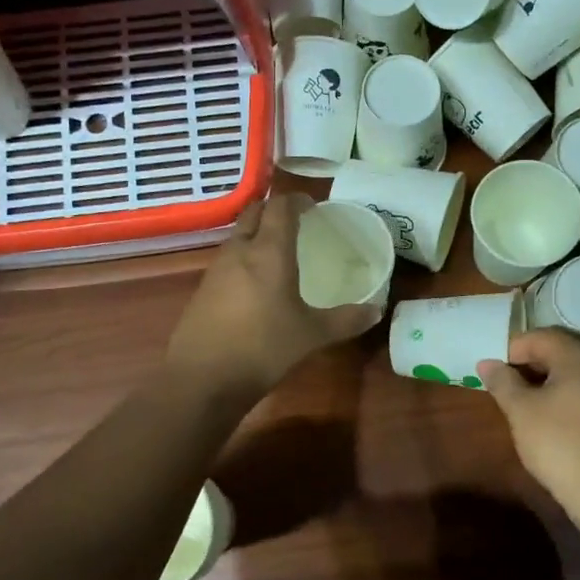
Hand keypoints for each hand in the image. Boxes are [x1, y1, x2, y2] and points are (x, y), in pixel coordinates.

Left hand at [167, 194, 380, 405]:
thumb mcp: (312, 335)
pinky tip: (256, 284)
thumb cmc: (263, 348)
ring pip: (238, 236)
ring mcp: (216, 269)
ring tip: (278, 251)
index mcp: (269, 252)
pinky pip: (227, 260)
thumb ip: (345, 320)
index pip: (281, 207)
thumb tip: (376, 311)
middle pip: (254, 213)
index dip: (297, 200)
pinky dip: (244, 259)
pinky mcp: (203, 290)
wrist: (203, 378)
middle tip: (296, 222)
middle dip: (274, 210)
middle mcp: (240, 251)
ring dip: (257, 234)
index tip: (313, 207)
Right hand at [480, 330, 579, 528]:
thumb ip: (502, 381)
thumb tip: (486, 362)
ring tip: (515, 400)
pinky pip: (578, 389)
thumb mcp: (521, 410)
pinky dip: (556, 394)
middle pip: (555, 350)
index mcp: (577, 356)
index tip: (490, 370)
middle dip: (524, 363)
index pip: (538, 337)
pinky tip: (541, 415)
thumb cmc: (558, 443)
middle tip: (499, 384)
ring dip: (539, 380)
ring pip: (567, 371)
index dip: (510, 349)